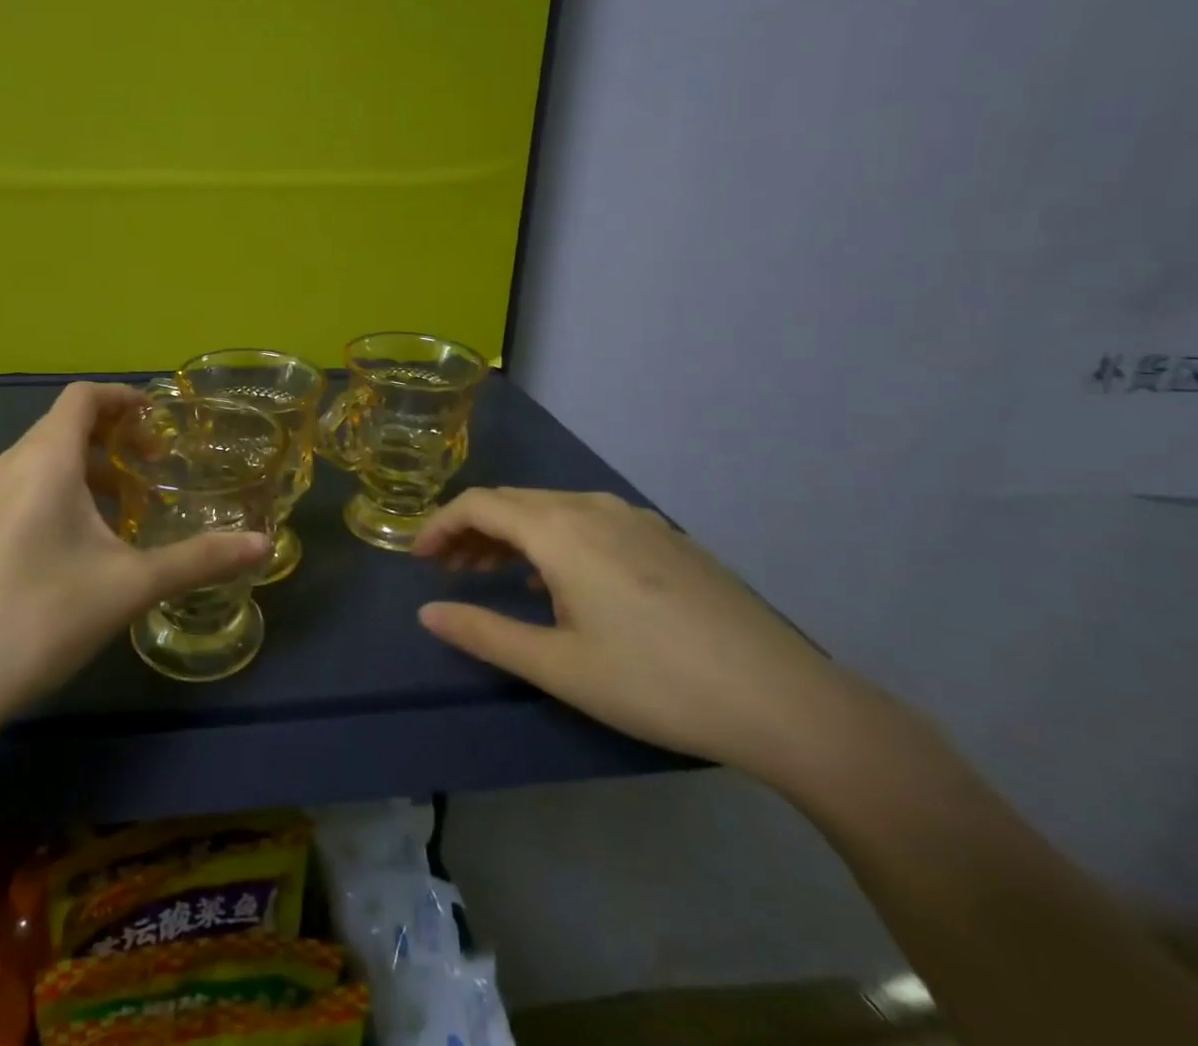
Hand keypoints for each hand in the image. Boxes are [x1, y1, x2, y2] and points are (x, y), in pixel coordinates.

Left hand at [0, 382, 267, 720]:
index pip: (83, 397)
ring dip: (90, 466)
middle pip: (65, 424)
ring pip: (45, 457)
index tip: (160, 420)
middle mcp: (11, 466)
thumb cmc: (46, 616)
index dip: (122, 398)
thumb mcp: (132, 584)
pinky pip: (28, 485)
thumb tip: (263, 545)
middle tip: (155, 465)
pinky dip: (65, 489)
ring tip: (129, 503)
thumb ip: (200, 559)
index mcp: (45, 460)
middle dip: (114, 435)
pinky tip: (88, 539)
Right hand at [415, 488, 880, 785]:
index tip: (418, 559)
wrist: (783, 700)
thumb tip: (427, 613)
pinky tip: (563, 581)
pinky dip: (554, 538)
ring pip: (552, 509)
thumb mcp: (557, 666)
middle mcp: (593, 507)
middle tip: (449, 571)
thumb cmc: (654, 682)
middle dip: (472, 529)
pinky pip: (590, 521)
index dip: (439, 526)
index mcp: (560, 529)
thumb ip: (483, 633)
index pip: (479, 505)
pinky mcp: (667, 537)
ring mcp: (636, 519)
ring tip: (495, 573)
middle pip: (513, 501)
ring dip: (512, 533)